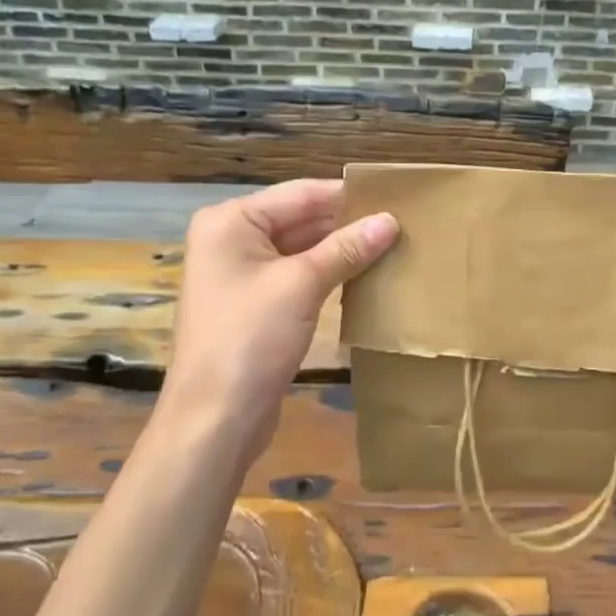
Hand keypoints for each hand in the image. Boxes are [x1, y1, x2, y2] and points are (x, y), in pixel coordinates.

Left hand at [154, 180, 397, 461]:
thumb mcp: (302, 285)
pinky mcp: (255, 304)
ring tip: (392, 245)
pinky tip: (365, 274)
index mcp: (231, 222)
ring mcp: (241, 274)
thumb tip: (391, 220)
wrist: (214, 421)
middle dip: (347, 223)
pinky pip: (298, 275)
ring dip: (342, 249)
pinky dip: (329, 273)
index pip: (301, 194)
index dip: (348, 196)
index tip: (397, 196)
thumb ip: (347, 248)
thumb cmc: (250, 340)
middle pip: (300, 218)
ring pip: (302, 248)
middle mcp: (231, 239)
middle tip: (402, 223)